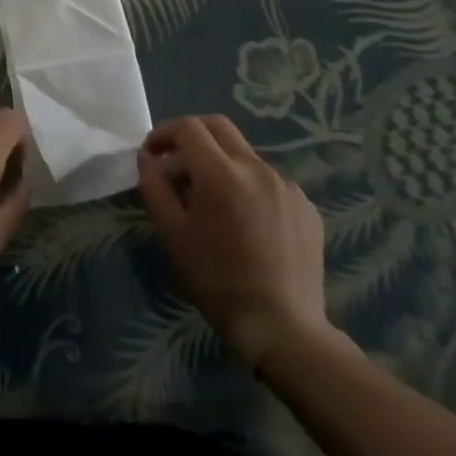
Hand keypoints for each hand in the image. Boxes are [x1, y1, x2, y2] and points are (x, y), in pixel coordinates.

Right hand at [137, 115, 340, 374]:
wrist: (284, 329)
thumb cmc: (218, 282)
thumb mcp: (173, 235)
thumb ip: (155, 187)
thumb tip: (148, 158)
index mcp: (221, 174)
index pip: (187, 128)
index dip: (164, 133)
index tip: (152, 154)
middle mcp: (257, 168)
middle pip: (218, 127)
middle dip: (191, 135)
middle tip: (176, 163)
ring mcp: (287, 186)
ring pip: (244, 154)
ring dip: (220, 162)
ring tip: (211, 200)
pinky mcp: (306, 206)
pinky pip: (269, 180)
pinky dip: (248, 185)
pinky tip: (244, 220)